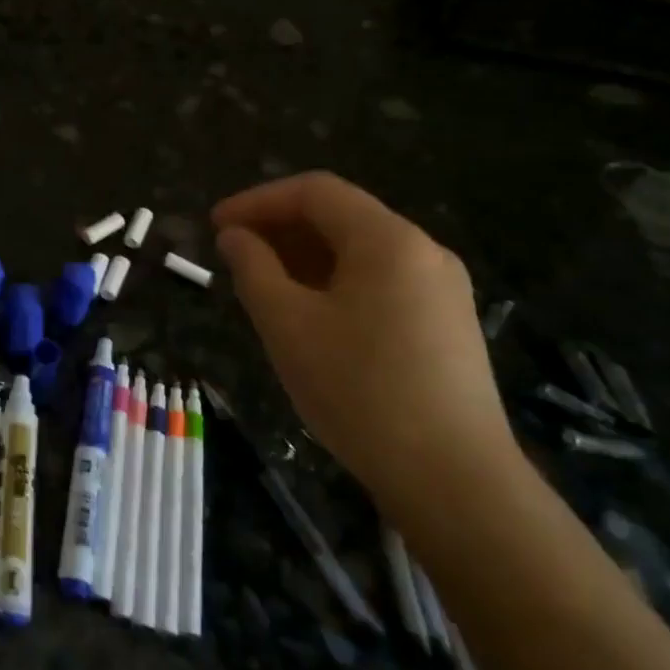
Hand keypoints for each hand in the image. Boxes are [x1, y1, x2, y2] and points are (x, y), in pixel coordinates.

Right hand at [212, 172, 516, 503]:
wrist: (454, 478)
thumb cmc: (359, 390)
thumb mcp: (287, 324)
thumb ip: (253, 269)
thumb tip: (235, 236)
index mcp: (388, 240)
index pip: (315, 192)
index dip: (257, 201)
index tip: (215, 225)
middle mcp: (423, 252)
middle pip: (342, 217)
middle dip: (280, 228)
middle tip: (232, 255)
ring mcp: (442, 290)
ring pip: (360, 252)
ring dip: (304, 257)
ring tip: (261, 286)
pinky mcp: (446, 326)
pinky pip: (381, 282)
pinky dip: (335, 283)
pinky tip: (309, 316)